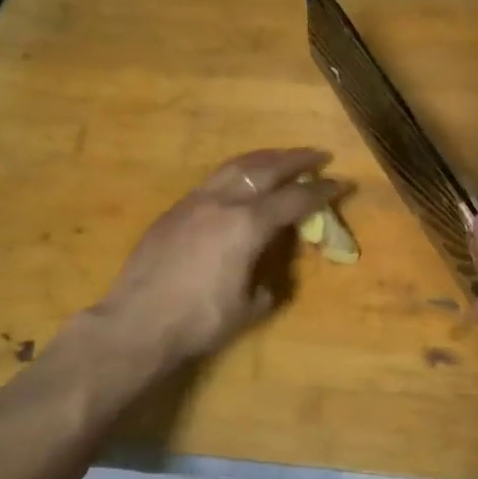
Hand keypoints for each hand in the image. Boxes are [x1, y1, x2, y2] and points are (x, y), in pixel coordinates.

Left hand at [83, 149, 345, 376]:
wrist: (136, 324)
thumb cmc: (199, 321)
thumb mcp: (249, 307)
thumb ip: (268, 284)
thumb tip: (270, 276)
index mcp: (248, 224)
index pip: (294, 200)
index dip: (321, 191)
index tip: (341, 183)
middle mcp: (223, 202)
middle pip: (266, 169)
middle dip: (296, 160)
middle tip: (318, 154)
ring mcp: (194, 202)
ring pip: (235, 166)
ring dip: (264, 158)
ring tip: (281, 156)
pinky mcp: (173, 211)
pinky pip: (213, 180)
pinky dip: (236, 173)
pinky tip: (240, 181)